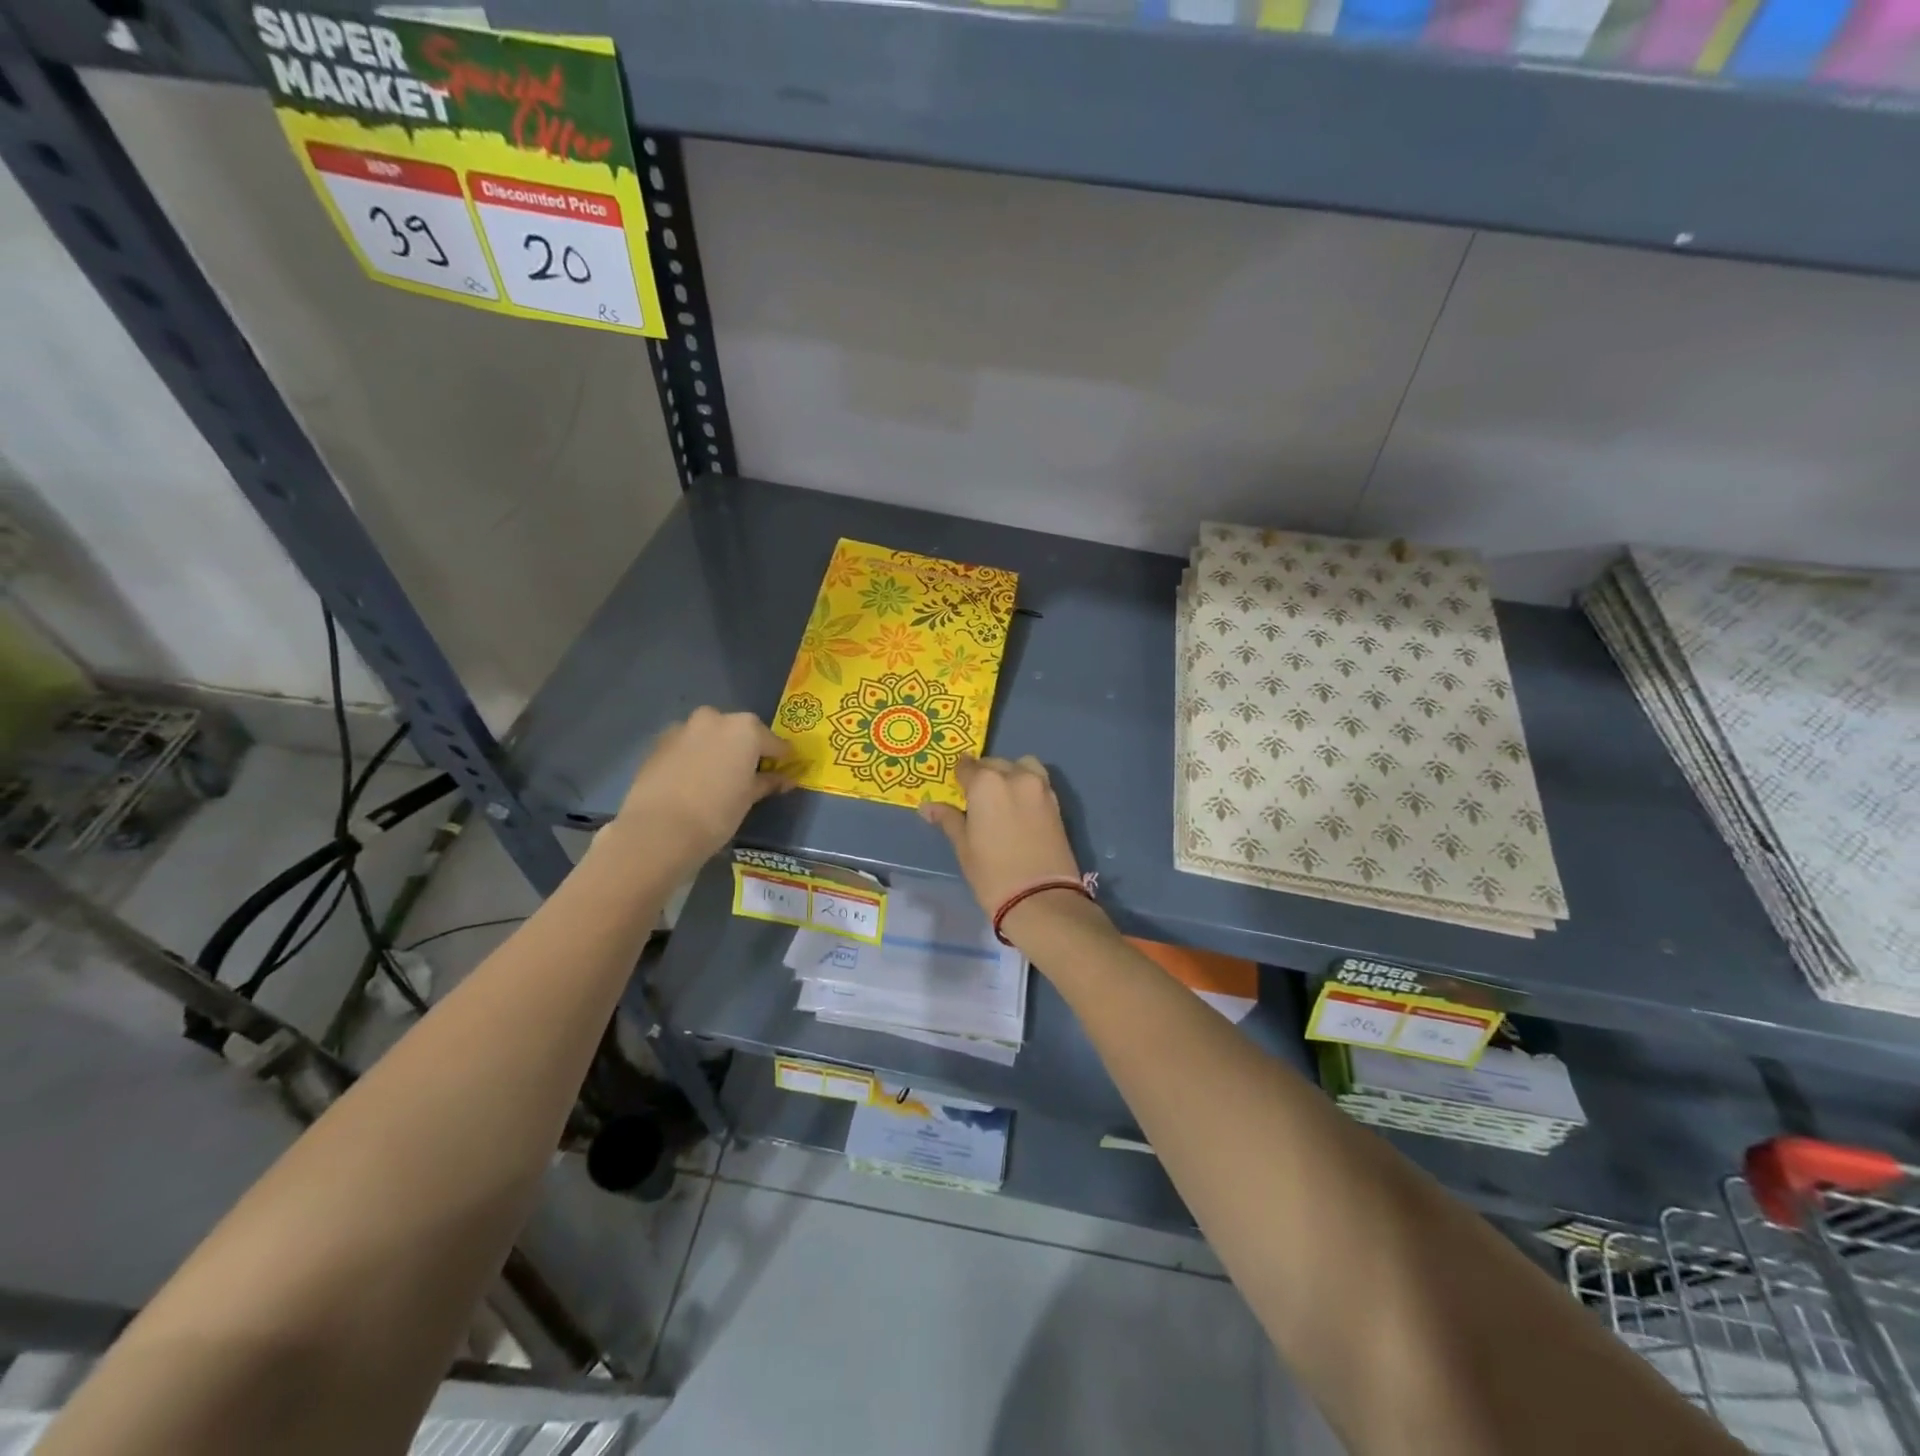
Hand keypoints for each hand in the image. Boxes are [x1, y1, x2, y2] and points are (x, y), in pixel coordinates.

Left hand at [614, 708, 793, 864]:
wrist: (659, 829)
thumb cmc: (717, 812)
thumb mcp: (749, 798)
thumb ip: (768, 782)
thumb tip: (786, 779)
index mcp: (745, 729)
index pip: (774, 742)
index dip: (781, 759)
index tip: (784, 772)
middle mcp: (715, 719)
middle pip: (739, 732)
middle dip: (745, 750)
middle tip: (747, 775)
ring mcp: (683, 728)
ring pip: (709, 736)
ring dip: (717, 750)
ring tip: (716, 778)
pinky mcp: (658, 743)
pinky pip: (686, 746)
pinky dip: (693, 757)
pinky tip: (692, 781)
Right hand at [920, 756, 1085, 924]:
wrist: (1041, 898)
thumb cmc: (992, 874)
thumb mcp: (963, 846)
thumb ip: (948, 819)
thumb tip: (927, 807)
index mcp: (986, 783)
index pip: (966, 766)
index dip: (959, 777)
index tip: (956, 788)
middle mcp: (1014, 776)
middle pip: (994, 764)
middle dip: (983, 775)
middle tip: (975, 798)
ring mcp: (1040, 787)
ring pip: (1021, 766)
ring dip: (1009, 774)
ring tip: (1001, 798)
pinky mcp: (1056, 802)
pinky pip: (1037, 781)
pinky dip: (1026, 785)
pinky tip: (1018, 808)